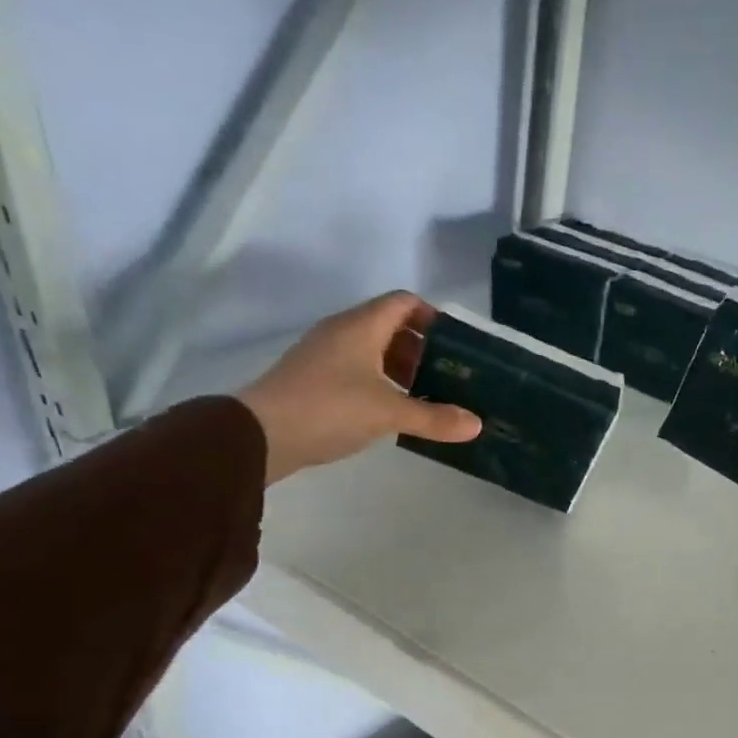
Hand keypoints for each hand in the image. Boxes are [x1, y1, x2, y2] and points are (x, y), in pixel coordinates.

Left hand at [237, 292, 480, 484]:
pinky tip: (394, 410)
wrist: (260, 434)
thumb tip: (476, 425)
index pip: (404, 303)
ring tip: (427, 395)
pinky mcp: (314, 380)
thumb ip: (434, 417)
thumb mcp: (389, 413)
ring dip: (401, 368)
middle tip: (449, 375)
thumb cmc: (330, 408)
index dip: (433, 317)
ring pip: (373, 350)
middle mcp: (342, 332)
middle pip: (390, 326)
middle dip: (422, 348)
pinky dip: (381, 383)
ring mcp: (324, 355)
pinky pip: (357, 370)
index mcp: (361, 326)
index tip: (458, 344)